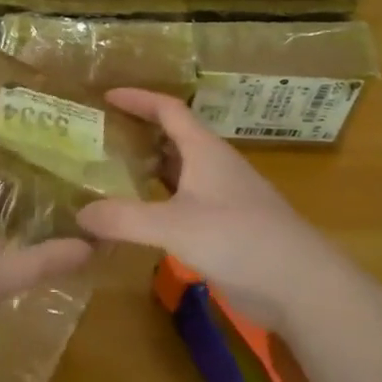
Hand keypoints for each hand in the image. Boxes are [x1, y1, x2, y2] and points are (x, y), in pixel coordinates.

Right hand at [76, 89, 347, 332]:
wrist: (301, 285)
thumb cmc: (240, 239)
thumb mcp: (175, 226)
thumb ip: (125, 218)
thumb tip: (80, 214)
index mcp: (205, 151)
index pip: (168, 109)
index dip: (138, 98)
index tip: (105, 96)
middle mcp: (214, 167)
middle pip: (173, 137)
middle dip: (138, 133)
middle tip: (100, 137)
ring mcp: (223, 198)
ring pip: (179, 172)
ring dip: (148, 168)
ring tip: (110, 173)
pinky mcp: (226, 227)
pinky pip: (184, 202)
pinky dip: (159, 201)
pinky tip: (139, 218)